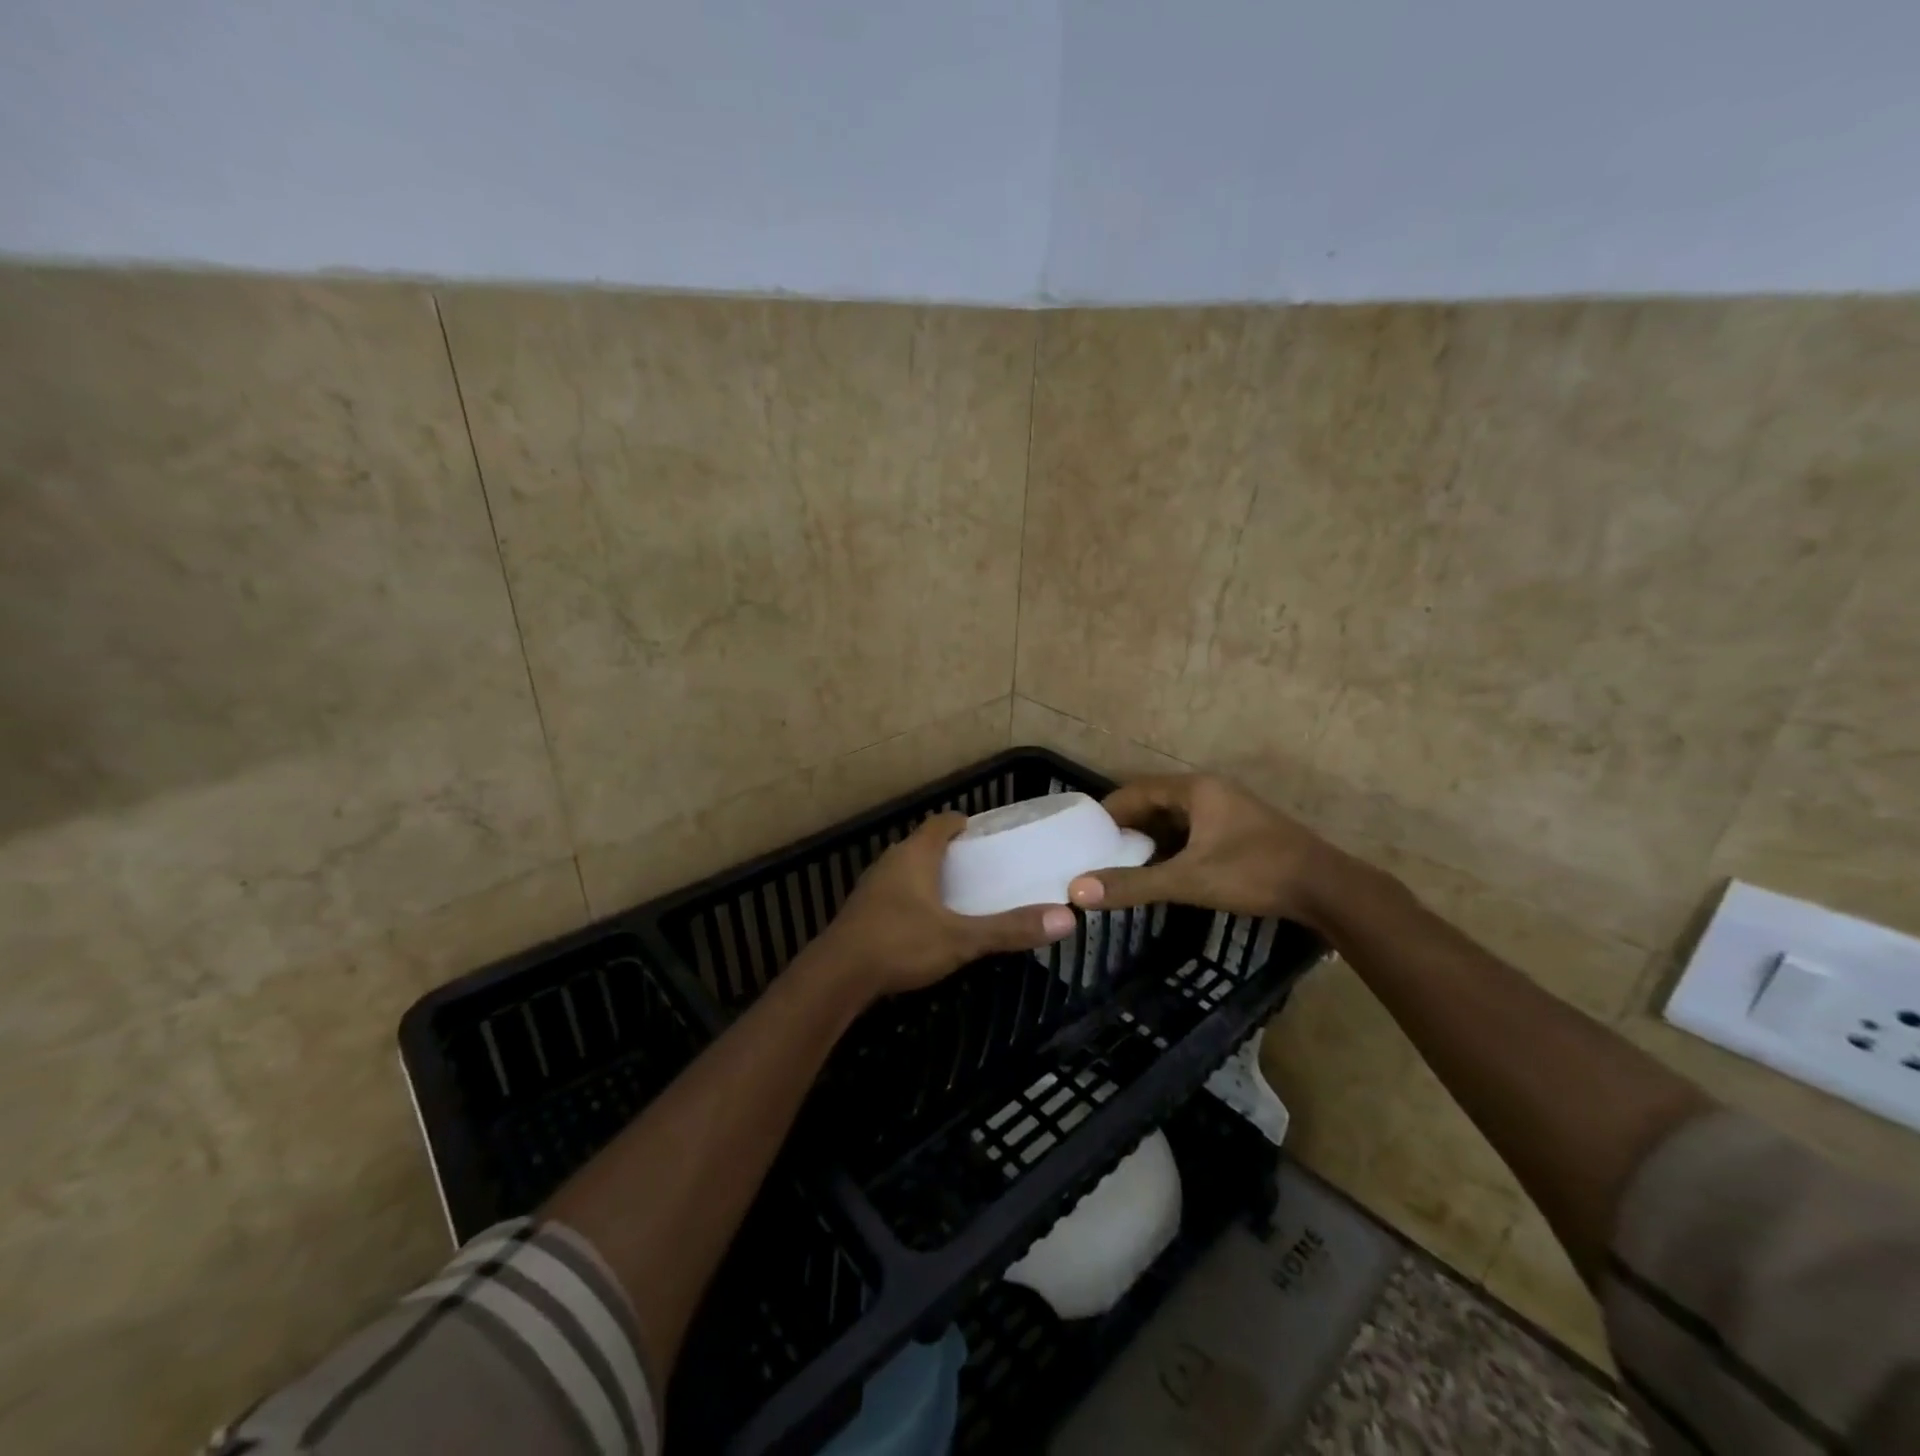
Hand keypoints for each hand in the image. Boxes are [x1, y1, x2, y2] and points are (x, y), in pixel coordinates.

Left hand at [807, 813, 1075, 997]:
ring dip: (929, 876)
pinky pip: (893, 893)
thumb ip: (1009, 928)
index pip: (940, 822)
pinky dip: (912, 898)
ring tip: (957, 896)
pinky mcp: (861, 912)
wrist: (836, 976)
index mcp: (915, 855)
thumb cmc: (900, 943)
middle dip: (949, 853)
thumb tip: (1066, 918)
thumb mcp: (961, 939)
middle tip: (980, 868)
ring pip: (905, 870)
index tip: (984, 834)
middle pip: (923, 845)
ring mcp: (871, 887)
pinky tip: (924, 923)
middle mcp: (890, 862)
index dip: (962, 824)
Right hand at [1066, 774, 1337, 923]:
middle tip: (1097, 854)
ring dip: (1149, 839)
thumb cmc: (1253, 872)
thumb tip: (1077, 891)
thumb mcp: (1187, 880)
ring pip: (1174, 819)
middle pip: (1153, 802)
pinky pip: (1193, 831)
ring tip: (1122, 865)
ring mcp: (1228, 810)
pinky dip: (1172, 847)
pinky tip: (1163, 871)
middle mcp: (1210, 791)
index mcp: (1195, 790)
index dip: (1107, 812)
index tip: (1082, 837)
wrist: (1326, 888)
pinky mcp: (1241, 830)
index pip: (1134, 790)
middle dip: (1126, 828)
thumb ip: (1133, 884)